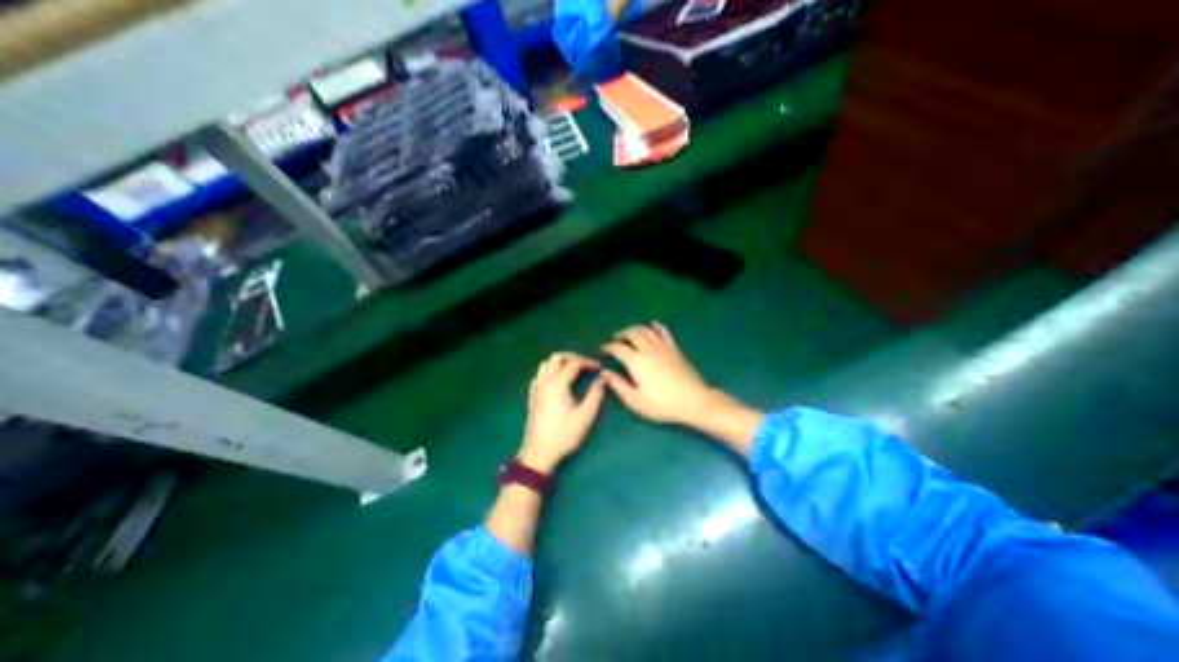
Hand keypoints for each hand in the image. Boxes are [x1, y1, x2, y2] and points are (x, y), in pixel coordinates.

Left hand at [517, 352, 607, 468]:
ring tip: (573, 371)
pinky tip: (558, 381)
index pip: (574, 363)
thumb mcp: (585, 416)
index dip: (588, 362)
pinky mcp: (532, 396)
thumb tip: (602, 379)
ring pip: (546, 364)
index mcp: (558, 383)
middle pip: (556, 357)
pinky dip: (550, 371)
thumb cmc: (564, 435)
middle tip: (585, 365)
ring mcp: (536, 388)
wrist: (539, 452)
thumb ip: (595, 395)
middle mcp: (545, 381)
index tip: (599, 368)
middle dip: (572, 357)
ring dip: (560, 362)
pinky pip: (540, 375)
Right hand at [602, 324, 712, 426]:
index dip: (608, 347)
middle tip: (615, 340)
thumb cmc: (662, 404)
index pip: (618, 348)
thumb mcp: (635, 400)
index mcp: (636, 361)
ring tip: (628, 334)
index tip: (603, 349)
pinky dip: (654, 326)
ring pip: (645, 329)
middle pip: (631, 333)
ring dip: (634, 329)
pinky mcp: (674, 347)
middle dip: (620, 334)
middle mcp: (648, 349)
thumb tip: (604, 373)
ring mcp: (662, 346)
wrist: (693, 401)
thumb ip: (618, 385)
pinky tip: (651, 327)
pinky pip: (663, 331)